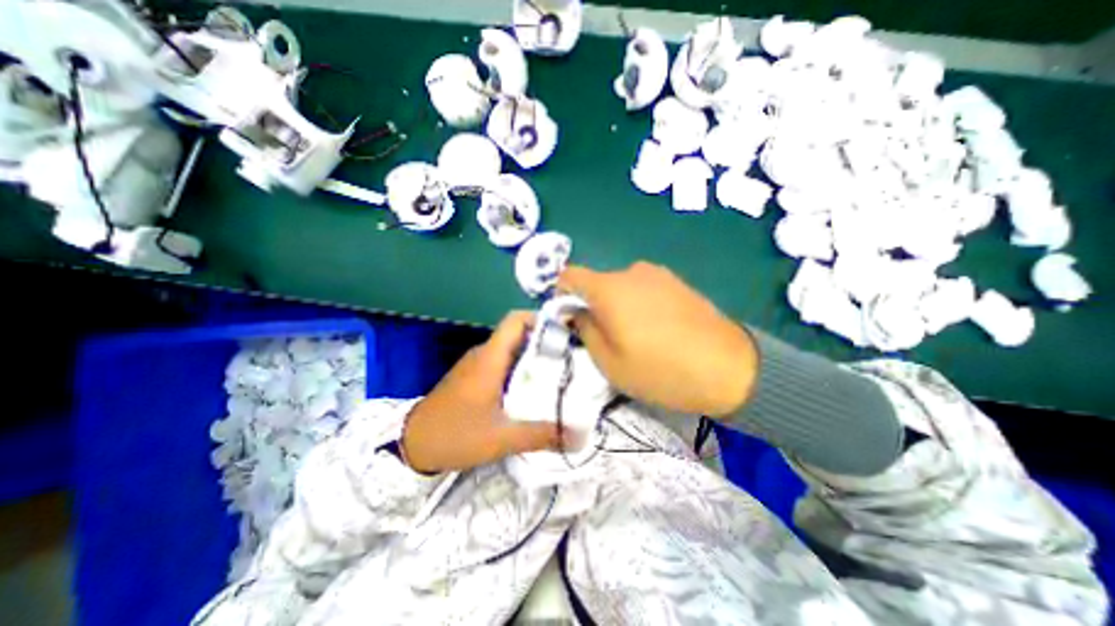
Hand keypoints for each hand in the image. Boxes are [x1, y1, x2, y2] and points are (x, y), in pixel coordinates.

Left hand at [401, 313, 567, 472]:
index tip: (565, 333)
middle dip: (545, 341)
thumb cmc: (455, 435)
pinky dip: (521, 369)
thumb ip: (541, 436)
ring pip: (511, 349)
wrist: (411, 445)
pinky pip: (503, 363)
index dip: (541, 319)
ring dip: (534, 357)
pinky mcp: (474, 376)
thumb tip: (580, 438)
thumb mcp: (501, 438)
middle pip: (518, 334)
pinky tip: (532, 389)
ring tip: (559, 373)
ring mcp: (477, 365)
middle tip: (571, 357)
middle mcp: (484, 354)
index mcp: (490, 358)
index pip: (516, 320)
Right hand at [557, 261, 756, 418]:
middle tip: (605, 337)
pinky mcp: (678, 283)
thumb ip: (585, 330)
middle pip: (598, 284)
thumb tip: (577, 312)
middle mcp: (632, 272)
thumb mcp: (609, 362)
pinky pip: (645, 290)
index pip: (570, 275)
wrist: (729, 368)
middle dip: (593, 306)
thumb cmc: (659, 369)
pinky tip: (658, 330)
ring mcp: (659, 275)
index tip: (568, 317)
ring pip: (623, 288)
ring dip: (618, 307)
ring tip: (636, 337)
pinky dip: (640, 305)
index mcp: (609, 289)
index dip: (561, 293)